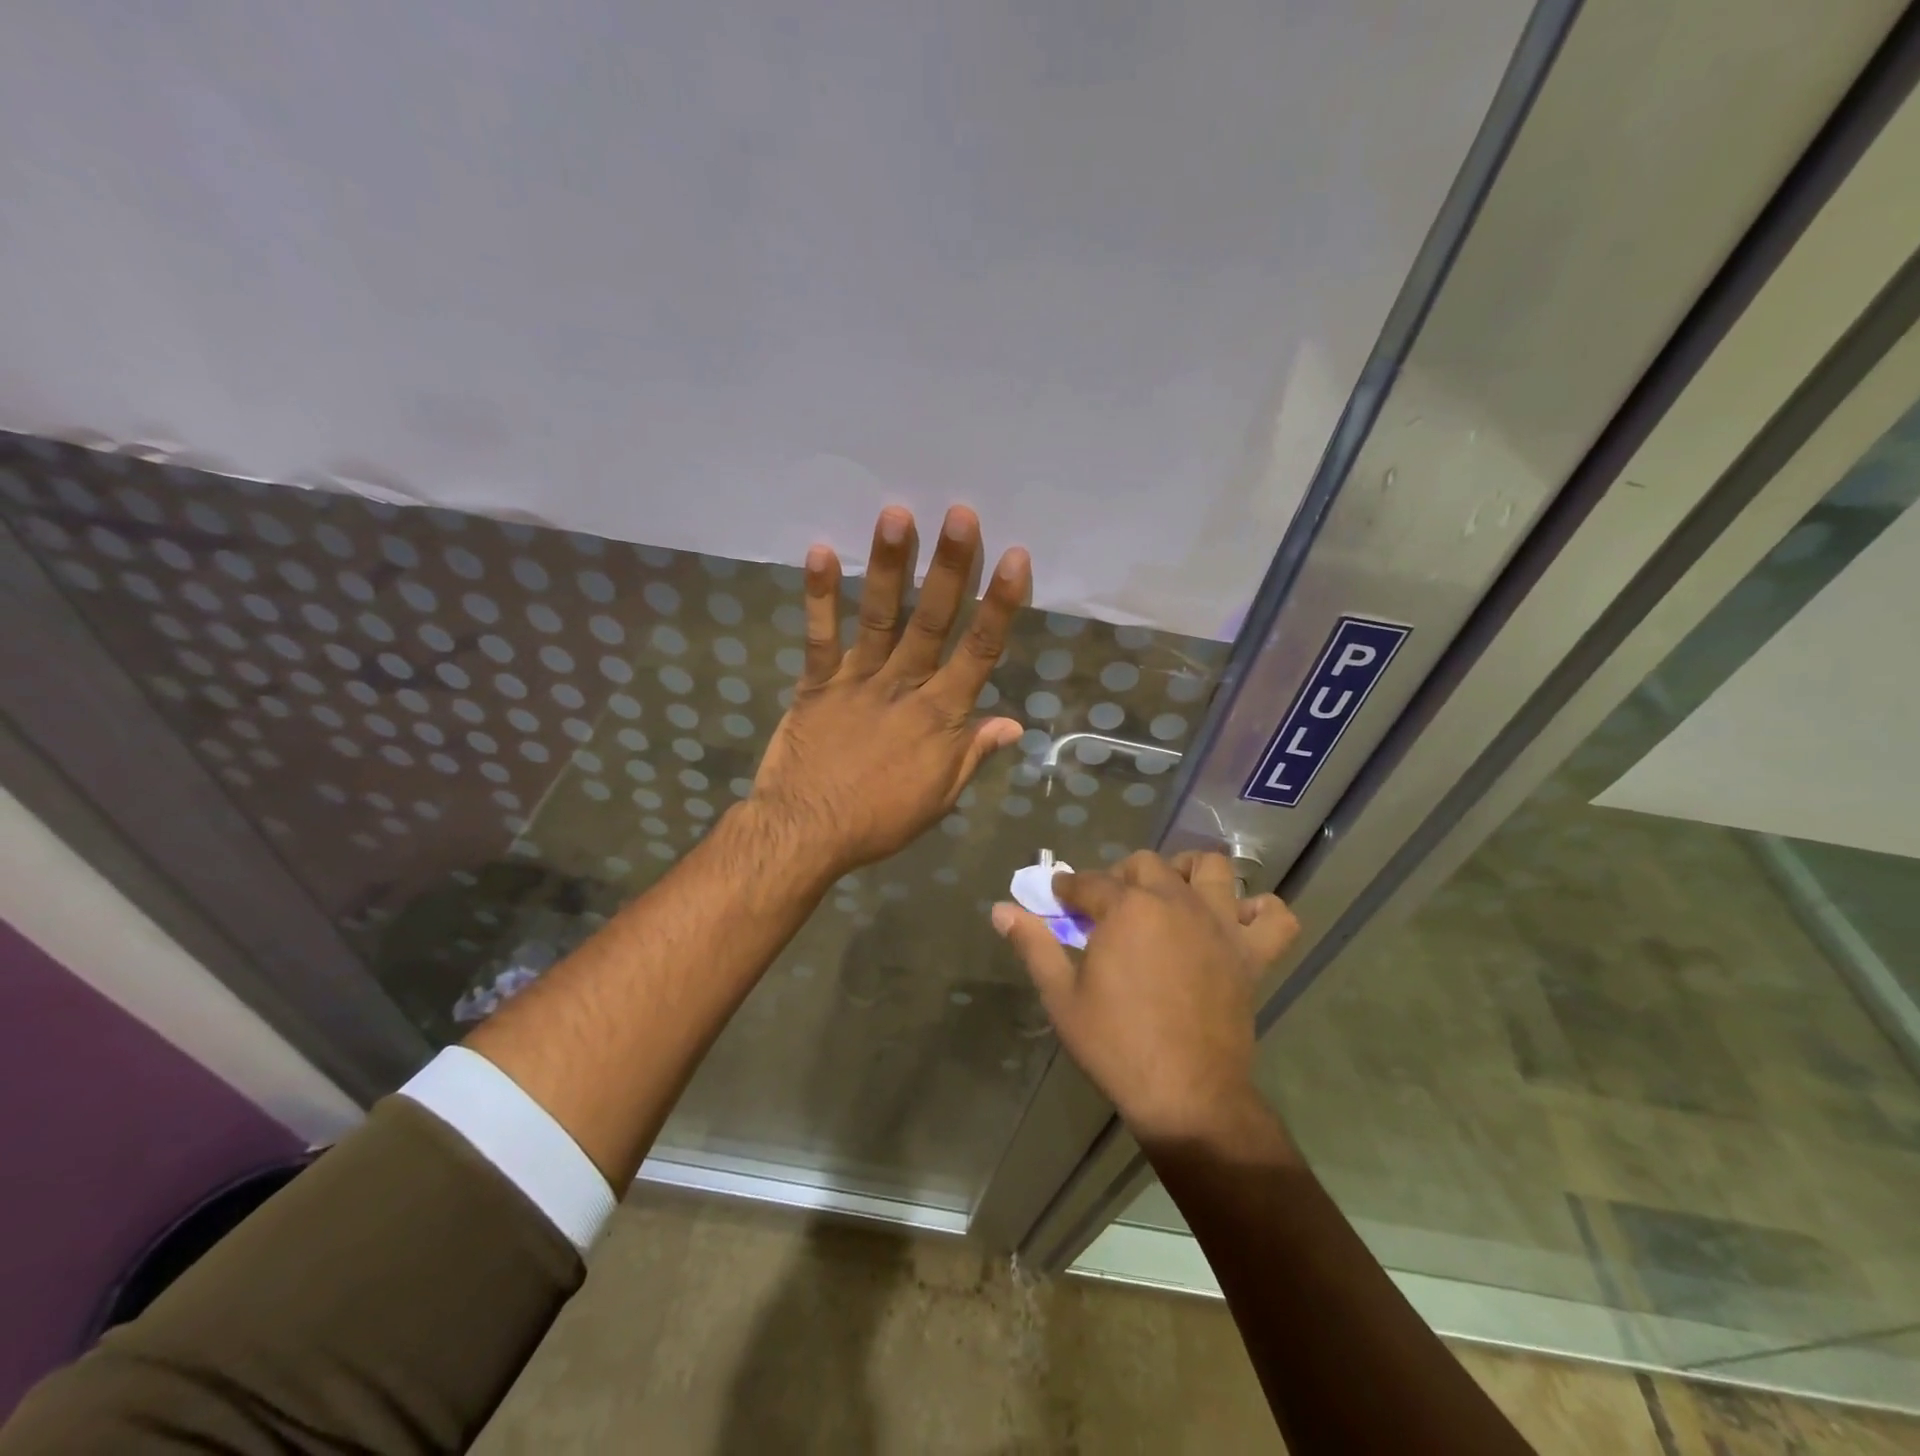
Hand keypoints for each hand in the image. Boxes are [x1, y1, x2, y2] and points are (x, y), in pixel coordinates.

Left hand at [750, 504, 1029, 877]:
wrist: (807, 833)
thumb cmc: (879, 820)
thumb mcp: (940, 797)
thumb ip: (973, 754)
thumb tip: (1013, 723)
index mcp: (940, 716)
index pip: (979, 652)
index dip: (998, 605)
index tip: (1014, 558)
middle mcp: (903, 687)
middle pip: (932, 621)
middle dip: (949, 567)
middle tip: (960, 514)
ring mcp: (857, 681)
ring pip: (880, 617)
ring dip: (890, 566)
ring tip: (896, 514)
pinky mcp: (816, 684)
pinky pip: (819, 636)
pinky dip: (820, 595)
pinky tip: (822, 551)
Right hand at [993, 851, 1298, 1146]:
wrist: (1186, 1096)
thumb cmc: (1116, 1045)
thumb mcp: (1061, 997)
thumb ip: (1034, 945)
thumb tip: (1001, 910)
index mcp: (1126, 908)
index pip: (1089, 882)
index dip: (1069, 888)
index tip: (1059, 896)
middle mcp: (1175, 902)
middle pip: (1145, 865)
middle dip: (1120, 876)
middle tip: (1108, 907)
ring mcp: (1218, 925)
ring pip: (1211, 869)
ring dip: (1188, 872)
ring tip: (1171, 895)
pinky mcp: (1251, 954)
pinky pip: (1275, 916)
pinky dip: (1260, 911)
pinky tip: (1236, 922)